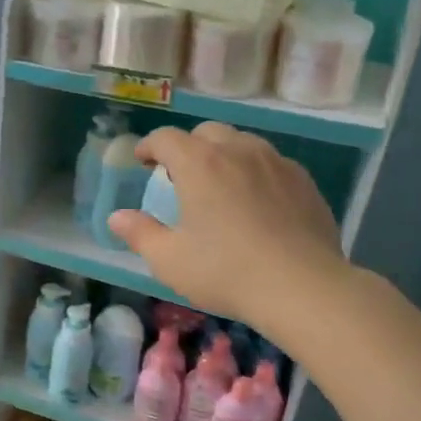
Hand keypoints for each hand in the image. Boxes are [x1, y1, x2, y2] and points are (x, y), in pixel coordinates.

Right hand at [107, 123, 347, 330]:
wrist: (303, 287)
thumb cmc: (226, 272)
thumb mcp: (170, 260)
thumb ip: (140, 234)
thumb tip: (117, 218)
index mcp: (199, 164)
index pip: (166, 138)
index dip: (149, 146)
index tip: (143, 161)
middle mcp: (237, 150)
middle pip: (206, 133)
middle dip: (187, 147)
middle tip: (180, 176)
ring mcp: (275, 162)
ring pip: (242, 143)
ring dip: (223, 155)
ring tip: (219, 186)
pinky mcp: (303, 180)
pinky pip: (270, 163)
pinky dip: (254, 172)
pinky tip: (256, 202)